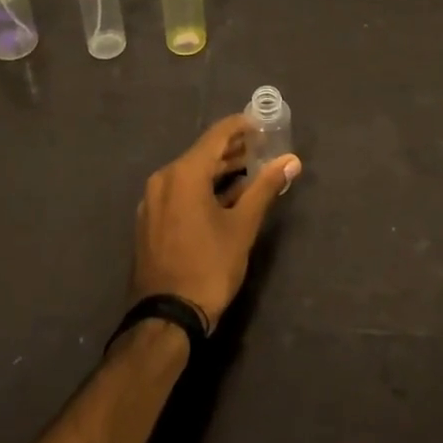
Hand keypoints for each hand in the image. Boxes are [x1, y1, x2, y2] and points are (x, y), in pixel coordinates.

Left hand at [131, 114, 301, 330]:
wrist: (166, 318)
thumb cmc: (208, 267)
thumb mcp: (242, 226)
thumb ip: (265, 188)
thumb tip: (292, 160)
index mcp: (184, 173)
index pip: (216, 135)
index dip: (241, 126)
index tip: (263, 124)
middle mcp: (163, 179)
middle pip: (202, 153)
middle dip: (232, 149)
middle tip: (262, 147)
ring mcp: (153, 201)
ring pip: (190, 174)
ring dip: (219, 170)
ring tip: (249, 170)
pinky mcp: (150, 221)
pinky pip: (180, 192)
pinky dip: (202, 188)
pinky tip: (224, 197)